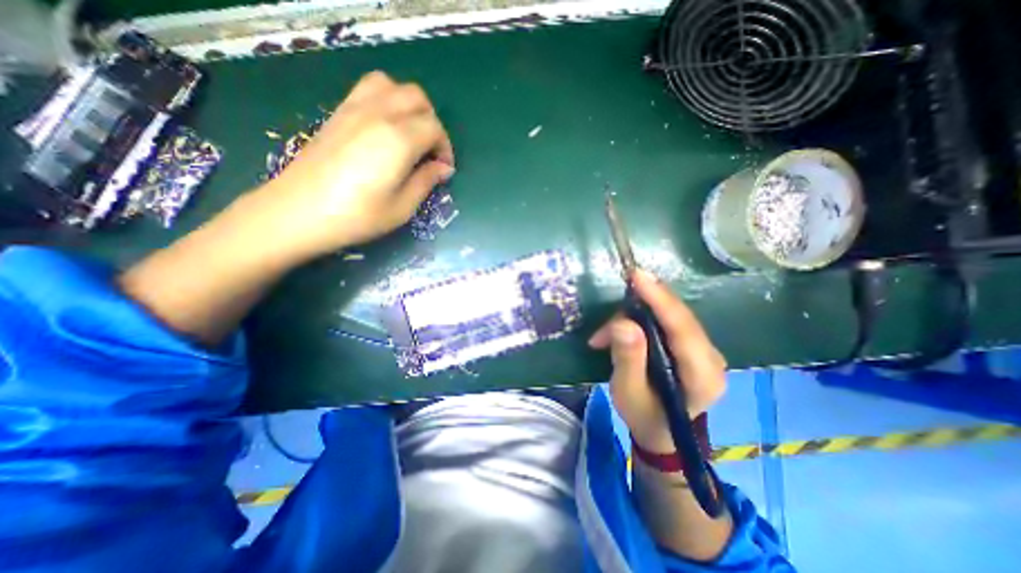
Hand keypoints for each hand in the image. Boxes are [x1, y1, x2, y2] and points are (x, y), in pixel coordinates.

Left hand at [251, 72, 453, 261]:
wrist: (298, 212)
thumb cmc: (357, 216)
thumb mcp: (402, 207)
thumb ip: (426, 181)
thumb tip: (443, 169)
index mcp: (398, 139)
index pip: (434, 128)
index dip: (445, 149)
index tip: (444, 170)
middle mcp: (379, 114)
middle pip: (417, 98)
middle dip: (432, 123)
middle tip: (430, 152)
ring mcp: (354, 109)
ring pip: (392, 85)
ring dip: (409, 105)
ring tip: (410, 134)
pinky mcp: (338, 113)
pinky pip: (368, 89)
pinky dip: (386, 100)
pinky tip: (385, 128)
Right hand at [592, 271, 725, 453]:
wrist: (660, 431)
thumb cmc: (644, 415)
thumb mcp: (628, 392)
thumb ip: (628, 359)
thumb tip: (623, 323)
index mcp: (702, 376)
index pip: (683, 328)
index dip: (660, 299)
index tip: (637, 277)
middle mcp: (712, 357)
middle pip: (676, 317)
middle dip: (638, 310)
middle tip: (606, 325)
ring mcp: (705, 349)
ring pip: (669, 315)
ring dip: (632, 317)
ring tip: (603, 337)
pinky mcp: (693, 345)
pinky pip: (667, 321)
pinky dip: (639, 320)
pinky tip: (618, 333)